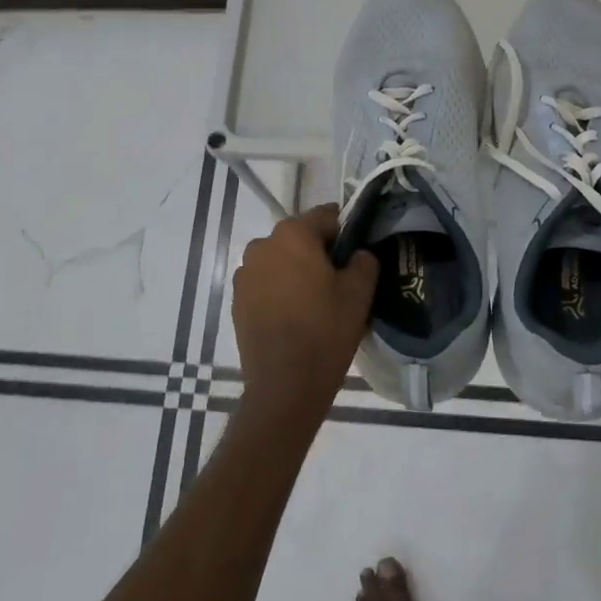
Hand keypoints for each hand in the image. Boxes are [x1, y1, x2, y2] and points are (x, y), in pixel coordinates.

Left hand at [231, 205, 378, 432]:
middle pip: (300, 237)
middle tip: (340, 281)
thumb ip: (364, 261)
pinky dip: (279, 290)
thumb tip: (357, 254)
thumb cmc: (325, 331)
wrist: (285, 384)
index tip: (357, 254)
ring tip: (315, 302)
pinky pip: (265, 283)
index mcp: (293, 234)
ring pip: (281, 260)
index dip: (346, 232)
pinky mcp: (237, 299)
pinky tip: (294, 316)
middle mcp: (262, 245)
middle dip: (319, 252)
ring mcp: (245, 273)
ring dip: (296, 271)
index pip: (327, 217)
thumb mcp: (359, 293)